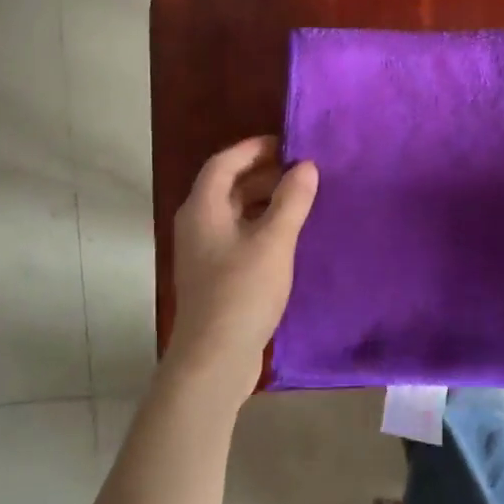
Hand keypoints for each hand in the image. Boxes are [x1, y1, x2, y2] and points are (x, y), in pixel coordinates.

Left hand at [165, 136, 318, 404]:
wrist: (214, 360)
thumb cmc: (242, 293)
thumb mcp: (274, 242)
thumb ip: (292, 200)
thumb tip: (306, 166)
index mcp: (203, 208)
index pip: (224, 162)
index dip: (254, 148)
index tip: (288, 143)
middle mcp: (197, 224)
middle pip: (228, 185)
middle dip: (264, 173)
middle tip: (302, 170)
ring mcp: (204, 252)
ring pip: (234, 212)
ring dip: (265, 200)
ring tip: (302, 198)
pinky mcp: (214, 275)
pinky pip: (238, 235)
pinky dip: (261, 225)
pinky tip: (288, 235)